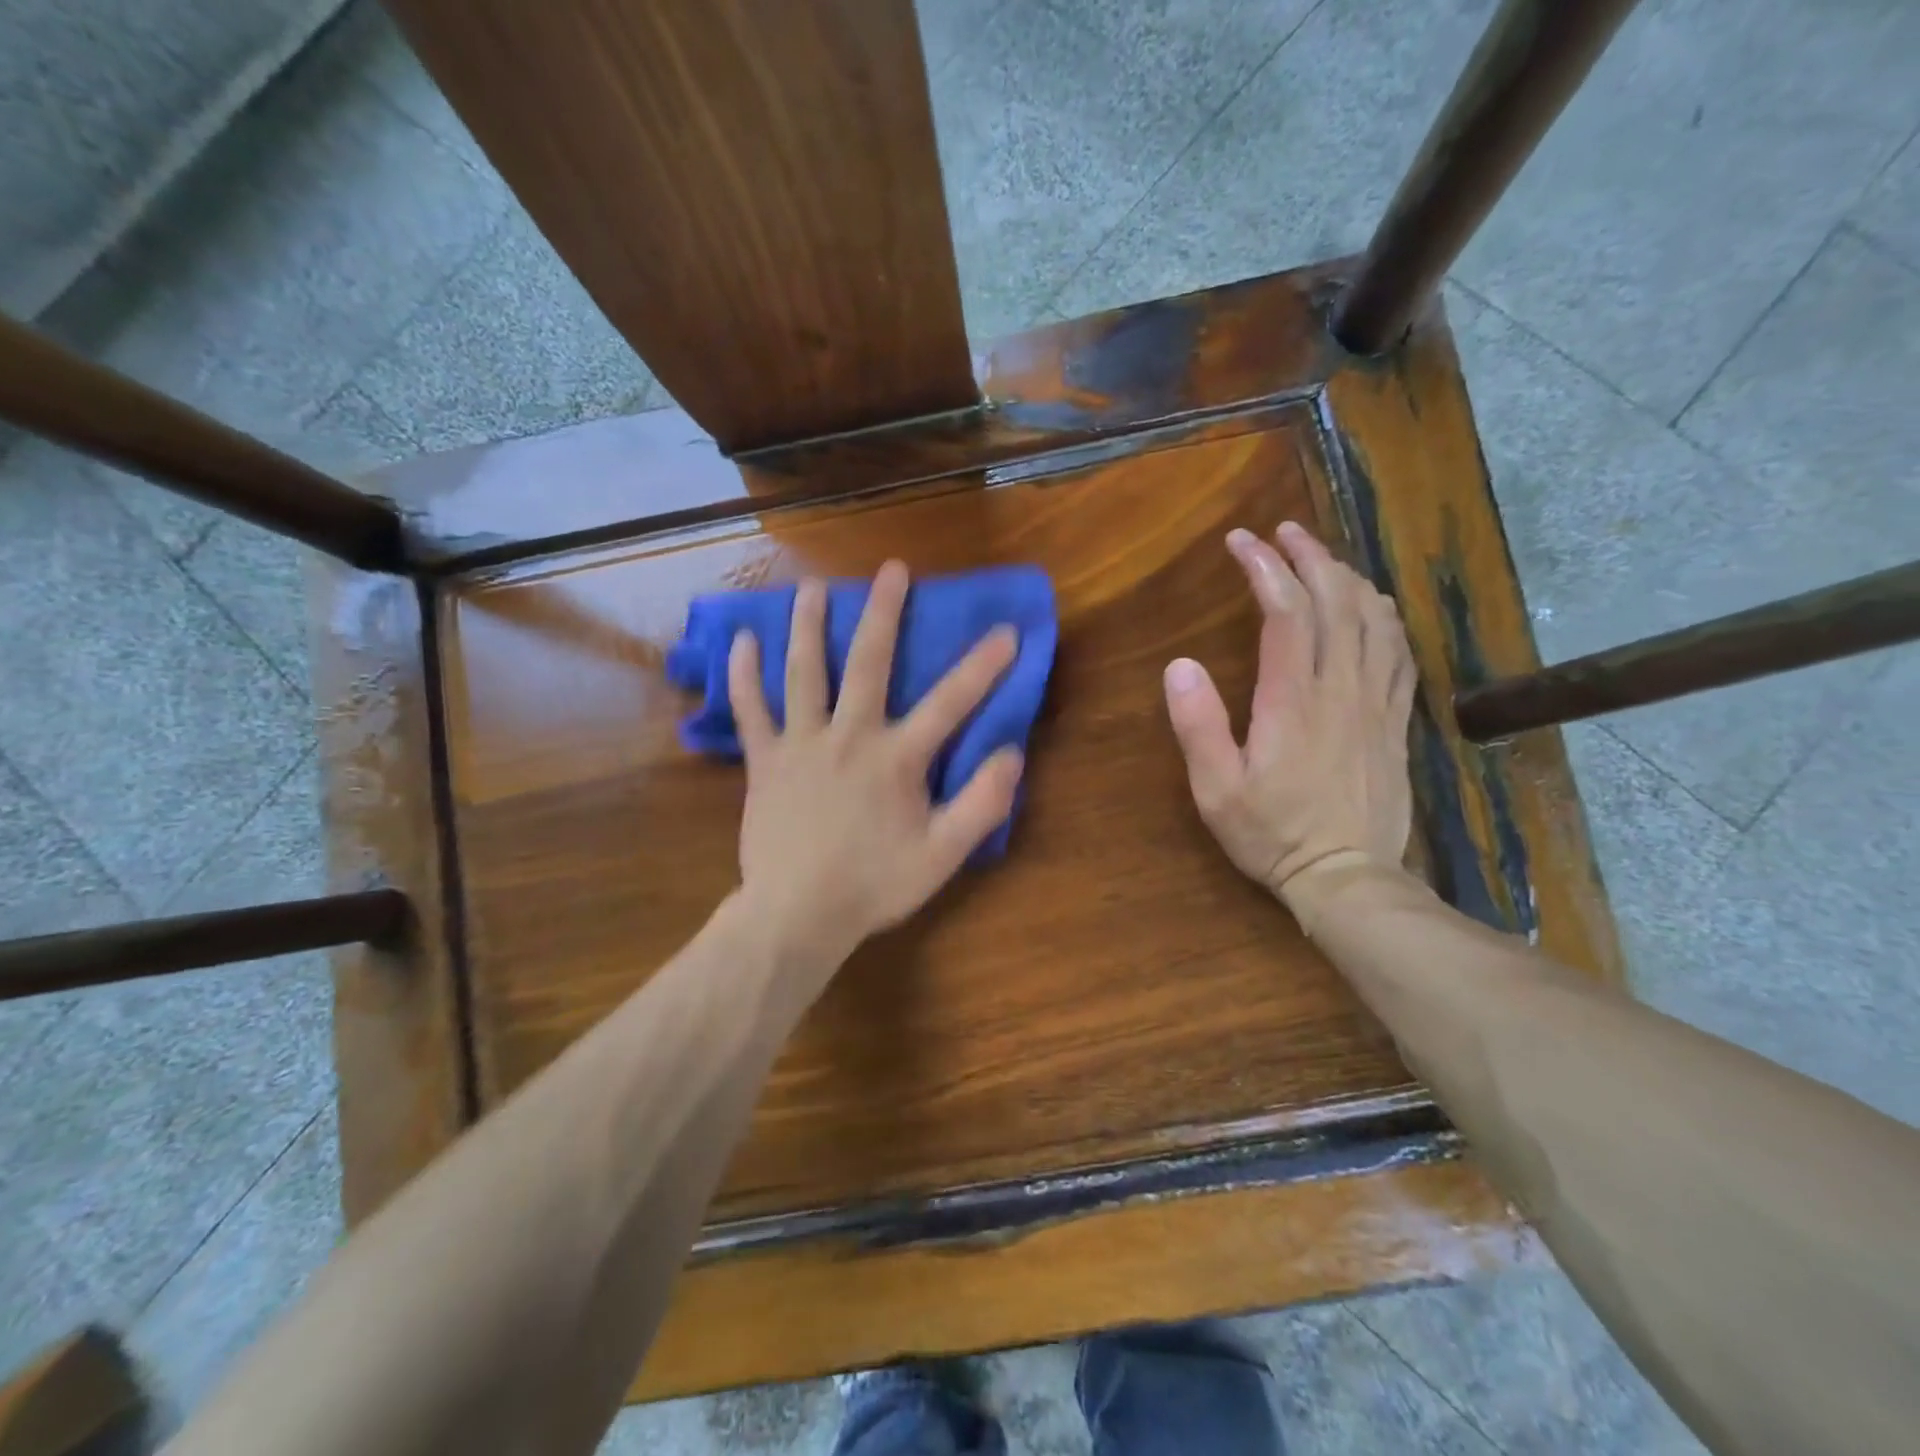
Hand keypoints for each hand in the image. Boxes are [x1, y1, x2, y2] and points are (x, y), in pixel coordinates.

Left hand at [729, 561, 1024, 975]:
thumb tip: (1011, 755)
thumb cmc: (873, 885)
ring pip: (804, 672)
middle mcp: (848, 736)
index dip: (982, 667)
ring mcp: (801, 744)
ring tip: (812, 588)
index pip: (949, 703)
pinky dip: (744, 675)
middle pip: (868, 663)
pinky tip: (742, 641)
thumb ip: (980, 806)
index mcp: (895, 758)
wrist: (797, 915)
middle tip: (891, 570)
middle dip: (884, 613)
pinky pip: (750, 710)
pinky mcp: (765, 761)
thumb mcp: (942, 857)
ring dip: (808, 626)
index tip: (1006, 631)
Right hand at [1163, 522, 1414, 909]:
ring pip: (1375, 619)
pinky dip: (1384, 616)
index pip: (1286, 613)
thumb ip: (1197, 726)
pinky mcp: (1395, 720)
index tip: (1241, 541)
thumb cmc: (1272, 834)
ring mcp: (1376, 703)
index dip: (1265, 568)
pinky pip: (1400, 652)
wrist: (1347, 876)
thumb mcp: (1215, 790)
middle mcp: (1342, 689)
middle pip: (1337, 602)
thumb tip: (1179, 666)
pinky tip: (1372, 607)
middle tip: (1282, 532)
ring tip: (1322, 558)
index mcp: (1293, 701)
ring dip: (1347, 577)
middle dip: (1309, 556)